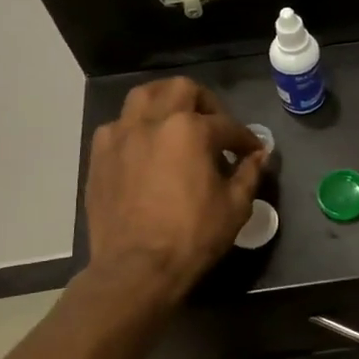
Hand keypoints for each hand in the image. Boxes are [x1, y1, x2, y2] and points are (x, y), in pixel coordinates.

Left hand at [85, 78, 264, 299]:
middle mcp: (154, 121)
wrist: (136, 268)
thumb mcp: (235, 206)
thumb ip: (249, 173)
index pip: (227, 125)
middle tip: (215, 126)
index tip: (252, 151)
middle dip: (205, 102)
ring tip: (176, 121)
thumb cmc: (192, 236)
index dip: (245, 139)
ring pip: (143, 96)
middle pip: (182, 90)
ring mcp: (121, 135)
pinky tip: (145, 148)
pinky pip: (119, 125)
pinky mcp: (99, 155)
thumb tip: (259, 156)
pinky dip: (136, 128)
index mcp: (191, 130)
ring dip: (165, 102)